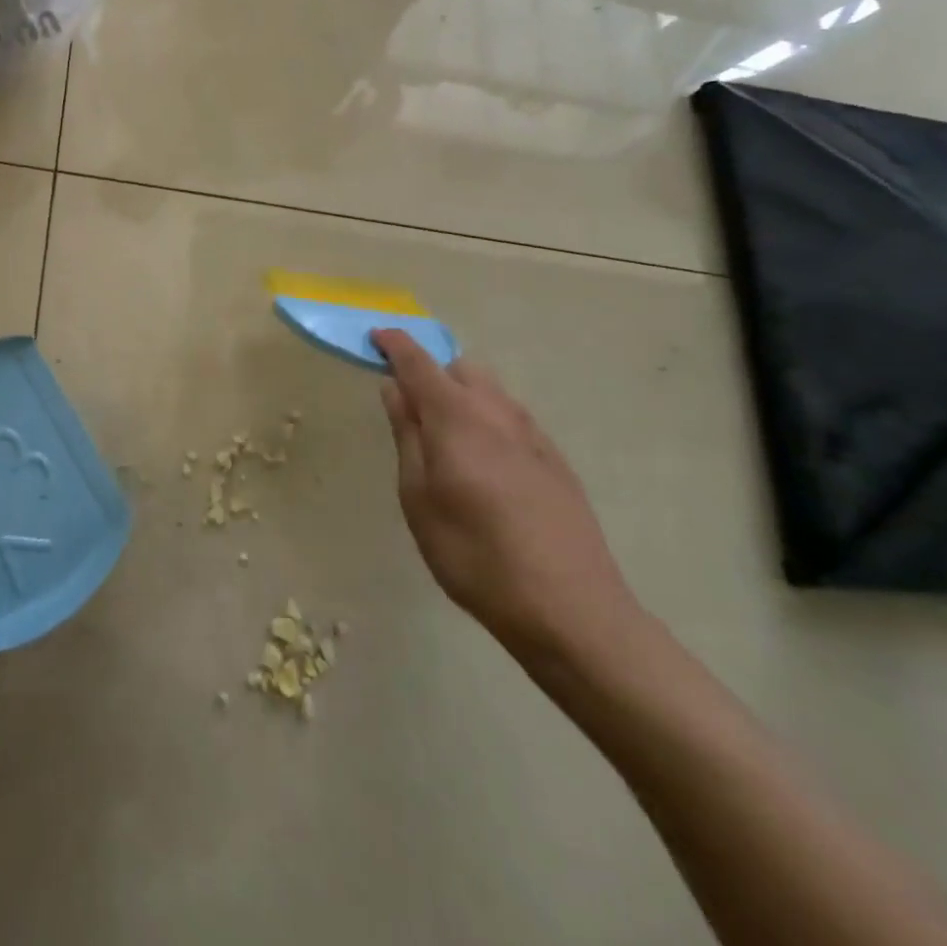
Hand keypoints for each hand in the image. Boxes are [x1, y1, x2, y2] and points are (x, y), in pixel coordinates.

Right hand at [374, 331, 639, 658]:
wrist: (571, 609)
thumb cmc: (475, 556)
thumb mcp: (419, 498)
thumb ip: (407, 436)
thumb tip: (394, 388)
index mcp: (457, 417)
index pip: (419, 362)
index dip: (395, 344)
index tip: (375, 336)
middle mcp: (498, 413)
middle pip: (460, 368)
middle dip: (430, 372)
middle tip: (408, 406)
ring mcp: (533, 435)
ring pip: (490, 391)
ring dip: (461, 394)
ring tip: (444, 437)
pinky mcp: (556, 461)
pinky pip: (512, 418)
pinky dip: (487, 418)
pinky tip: (483, 463)